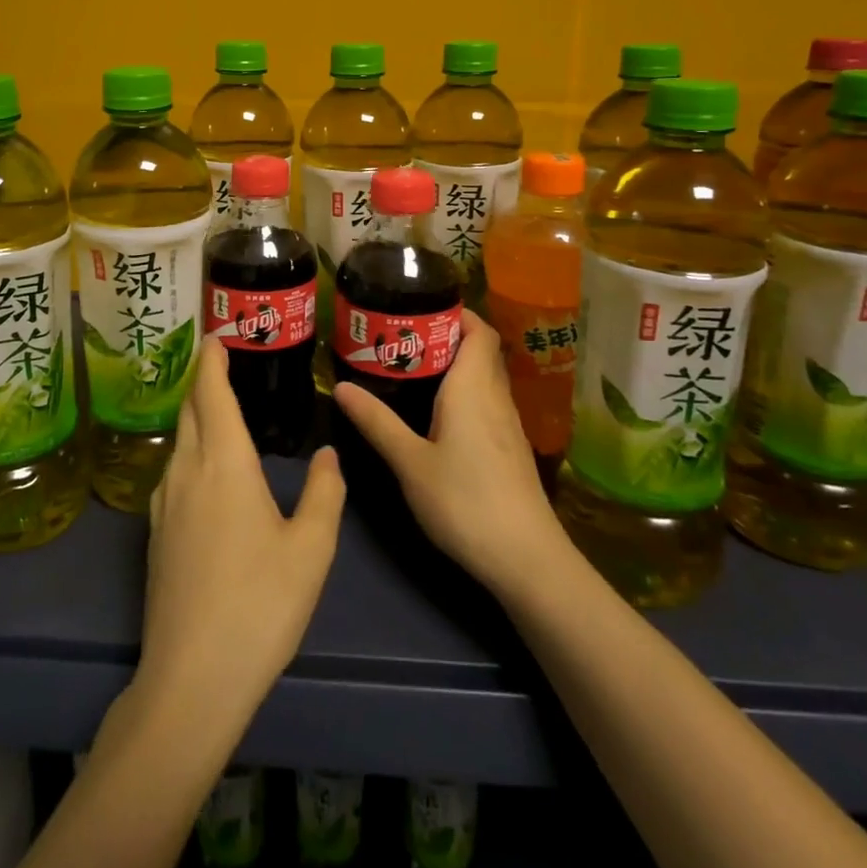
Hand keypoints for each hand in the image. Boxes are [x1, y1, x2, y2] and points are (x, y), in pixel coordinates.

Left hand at [134, 338, 344, 732]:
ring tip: (221, 410)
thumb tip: (328, 453)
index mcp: (223, 464)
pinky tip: (208, 470)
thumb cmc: (259, 605)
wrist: (192, 678)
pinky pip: (173, 471)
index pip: (211, 392)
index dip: (212, 359)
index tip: (217, 334)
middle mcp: (186, 472)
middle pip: (189, 410)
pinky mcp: (154, 534)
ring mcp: (163, 504)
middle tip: (223, 362)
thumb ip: (325, 493)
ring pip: (179, 441)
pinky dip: (191, 450)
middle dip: (203, 381)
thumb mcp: (311, 549)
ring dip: (196, 415)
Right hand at [334, 311, 566, 601]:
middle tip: (400, 337)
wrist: (526, 559)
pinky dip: (462, 392)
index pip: (478, 330)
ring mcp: (508, 424)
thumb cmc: (465, 501)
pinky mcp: (509, 448)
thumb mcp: (410, 462)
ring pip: (483, 377)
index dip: (455, 312)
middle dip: (444, 336)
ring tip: (409, 368)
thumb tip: (340, 386)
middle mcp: (495, 397)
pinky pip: (486, 402)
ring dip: (453, 365)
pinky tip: (435, 412)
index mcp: (473, 388)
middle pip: (479, 350)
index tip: (418, 307)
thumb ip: (377, 422)